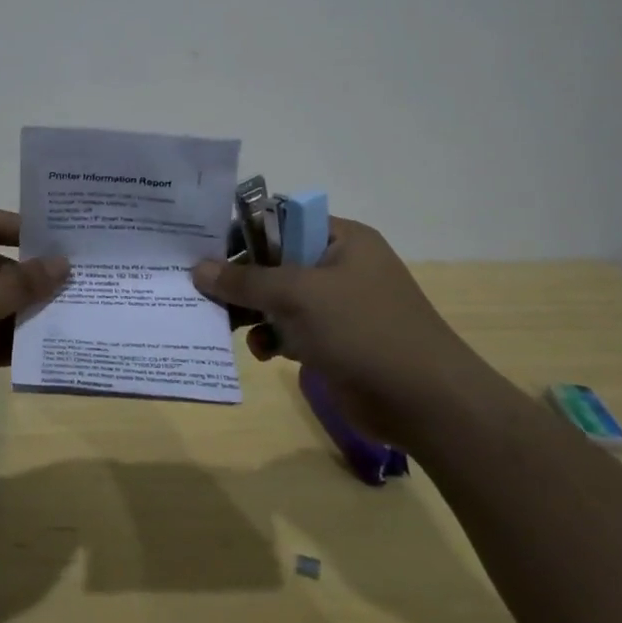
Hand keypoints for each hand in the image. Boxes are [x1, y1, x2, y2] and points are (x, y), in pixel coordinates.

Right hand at [191, 217, 493, 448]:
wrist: (424, 401)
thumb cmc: (362, 329)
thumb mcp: (298, 295)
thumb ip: (246, 281)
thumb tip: (198, 269)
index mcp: (342, 239)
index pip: (281, 221)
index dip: (243, 233)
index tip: (204, 249)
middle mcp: (339, 267)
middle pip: (275, 262)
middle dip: (241, 279)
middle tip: (202, 290)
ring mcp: (337, 307)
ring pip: (278, 299)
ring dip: (252, 312)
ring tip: (224, 324)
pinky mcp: (333, 342)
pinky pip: (290, 330)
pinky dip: (271, 338)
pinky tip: (261, 352)